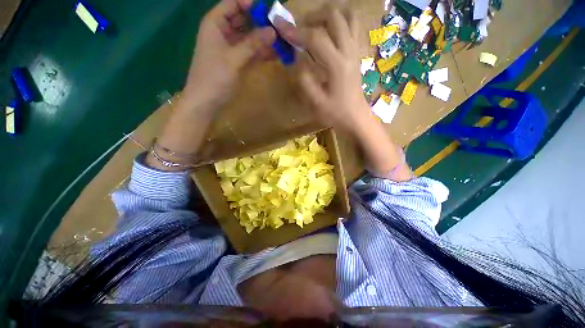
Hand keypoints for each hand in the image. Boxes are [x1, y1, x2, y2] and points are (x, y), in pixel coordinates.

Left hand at [182, 0, 276, 108]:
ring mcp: (231, 48)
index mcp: (215, 24)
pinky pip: (250, 52)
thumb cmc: (215, 77)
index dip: (249, 3)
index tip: (268, 9)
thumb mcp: (234, 59)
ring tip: (281, 41)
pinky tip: (274, 54)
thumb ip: (253, 44)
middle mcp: (223, 32)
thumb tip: (273, 31)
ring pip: (248, 38)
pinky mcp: (237, 61)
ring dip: (263, 39)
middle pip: (243, 20)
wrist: (206, 101)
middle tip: (279, 26)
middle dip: (260, 22)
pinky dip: (261, 53)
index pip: (232, 4)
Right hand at [276, 10, 412, 180]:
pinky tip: (330, 33)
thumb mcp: (316, 101)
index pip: (315, 38)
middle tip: (301, 27)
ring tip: (316, 25)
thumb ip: (304, 79)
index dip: (296, 32)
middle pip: (335, 16)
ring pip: (348, 16)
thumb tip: (297, 60)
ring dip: (330, 15)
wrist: (355, 117)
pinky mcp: (357, 53)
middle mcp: (348, 51)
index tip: (281, 28)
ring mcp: (355, 50)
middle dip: (314, 16)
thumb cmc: (336, 113)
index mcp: (337, 65)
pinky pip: (353, 26)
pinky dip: (341, 22)